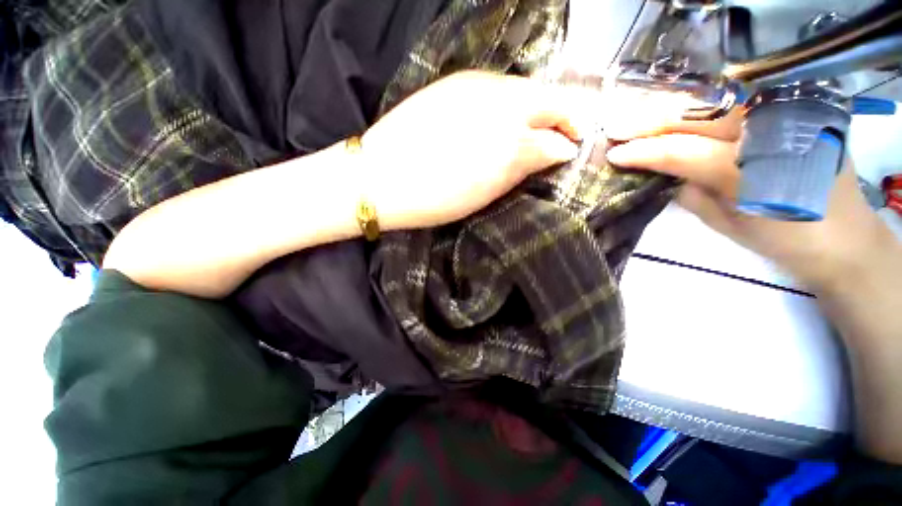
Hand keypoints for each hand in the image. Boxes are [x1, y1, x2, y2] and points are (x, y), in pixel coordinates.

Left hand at [360, 71, 597, 229]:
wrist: (378, 179)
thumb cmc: (434, 196)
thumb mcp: (487, 189)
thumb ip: (525, 164)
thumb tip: (556, 150)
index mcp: (509, 132)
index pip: (556, 124)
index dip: (570, 135)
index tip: (573, 147)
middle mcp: (497, 96)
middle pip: (544, 96)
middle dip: (560, 115)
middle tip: (562, 135)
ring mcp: (472, 84)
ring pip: (521, 88)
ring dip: (535, 107)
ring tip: (533, 129)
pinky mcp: (452, 83)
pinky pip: (495, 87)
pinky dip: (509, 102)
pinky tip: (501, 119)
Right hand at [604, 93, 895, 292]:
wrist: (844, 237)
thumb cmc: (782, 239)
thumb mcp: (726, 224)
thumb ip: (690, 193)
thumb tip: (662, 173)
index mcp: (748, 170)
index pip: (679, 151)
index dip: (642, 151)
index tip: (614, 153)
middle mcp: (767, 131)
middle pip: (697, 115)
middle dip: (651, 121)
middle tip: (618, 127)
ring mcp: (785, 113)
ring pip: (716, 100)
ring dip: (673, 109)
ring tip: (641, 117)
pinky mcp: (795, 110)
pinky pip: (738, 102)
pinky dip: (703, 106)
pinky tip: (680, 113)